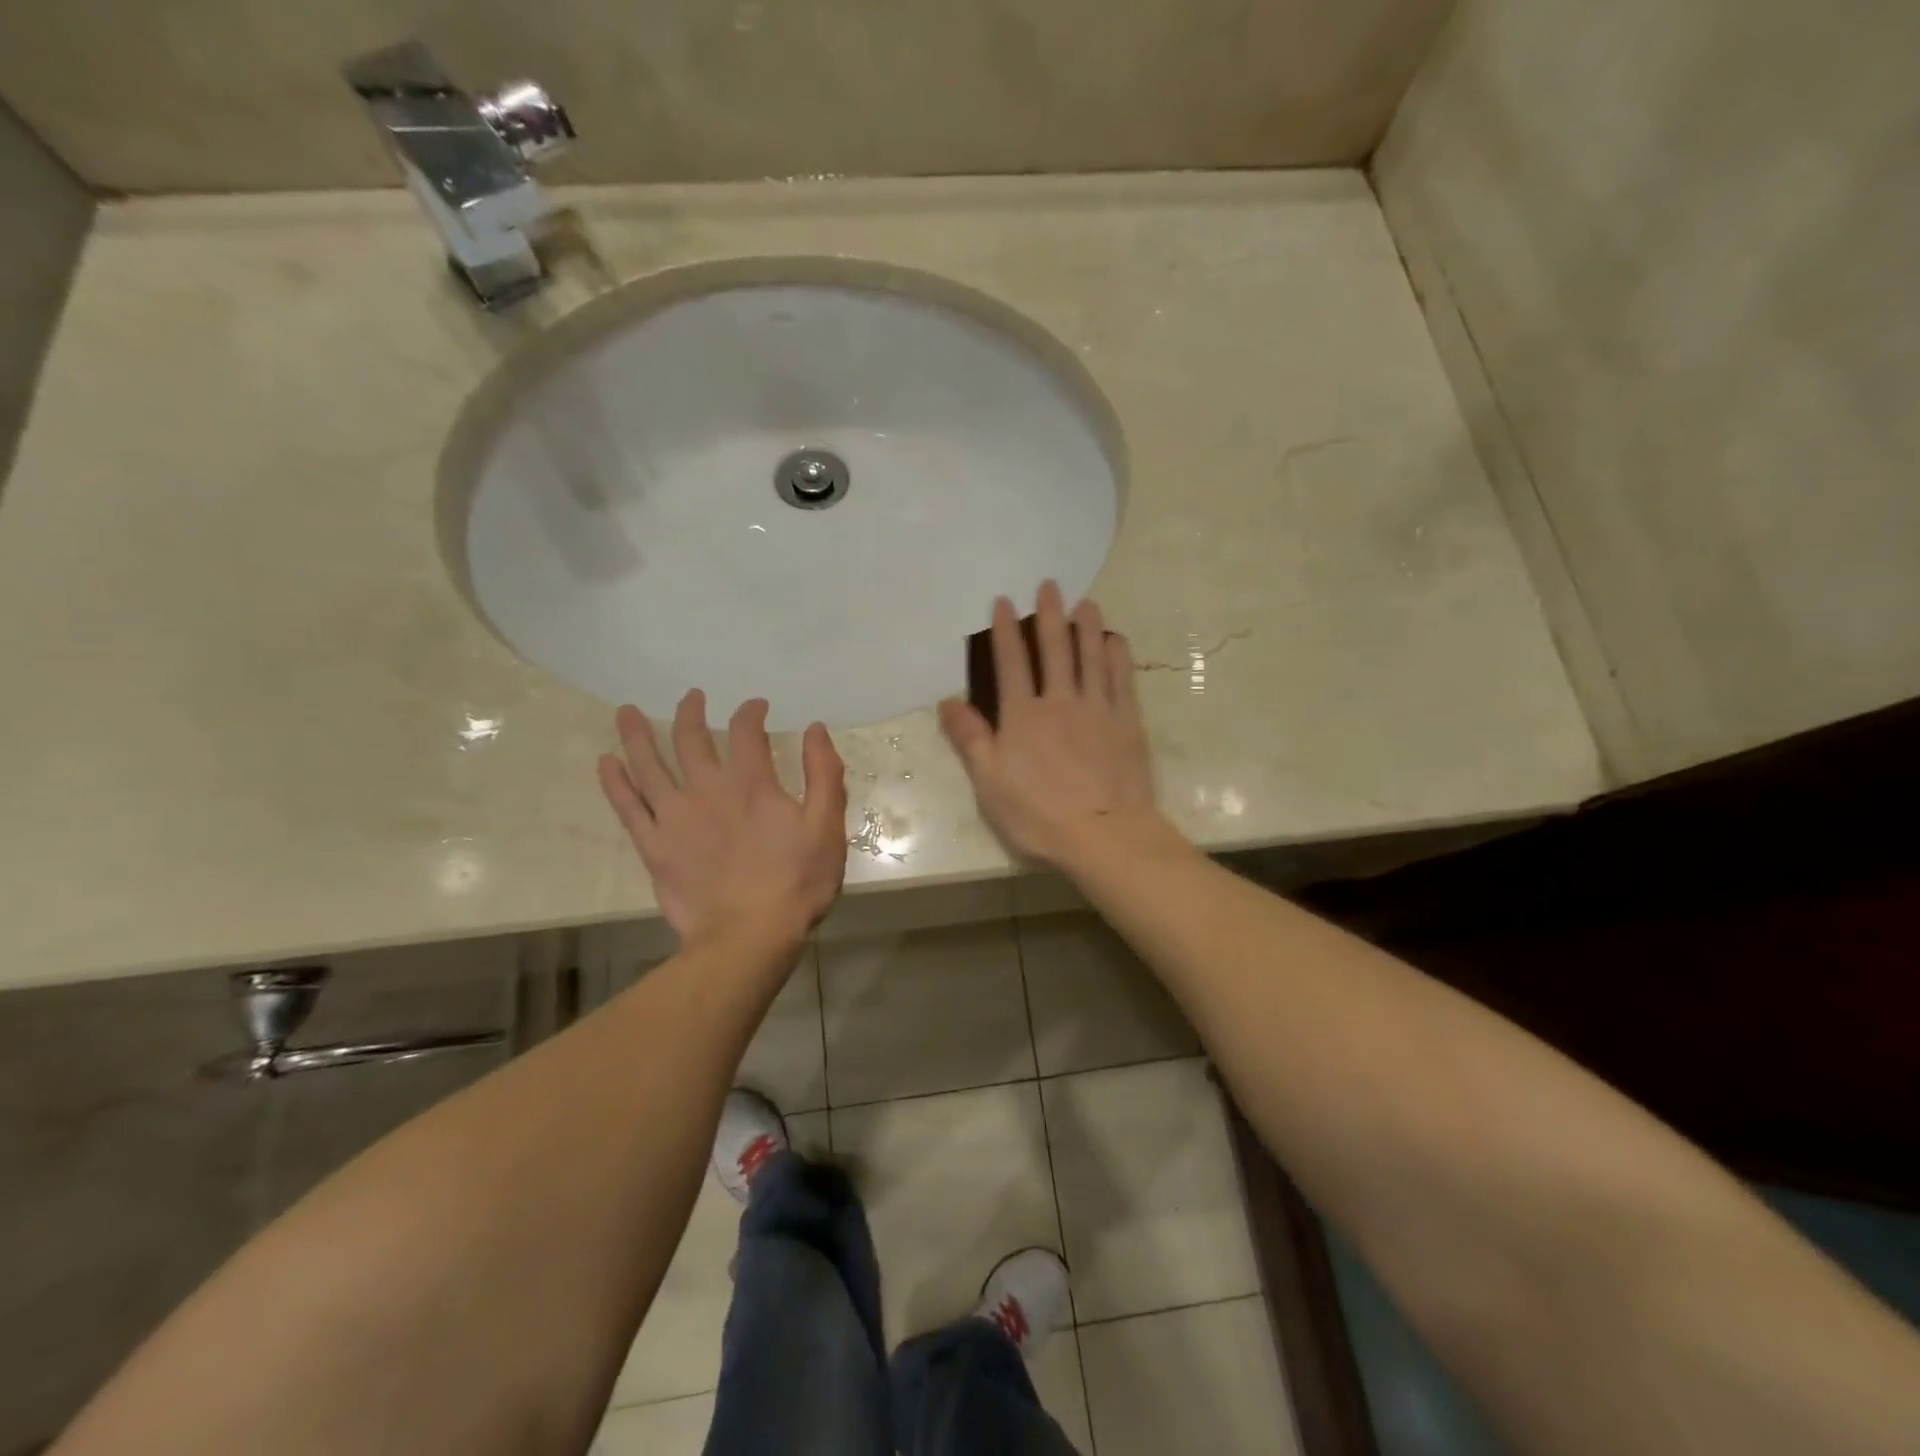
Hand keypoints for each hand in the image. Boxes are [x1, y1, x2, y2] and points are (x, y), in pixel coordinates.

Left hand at [598, 691, 848, 947]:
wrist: (749, 936)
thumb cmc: (796, 882)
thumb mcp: (826, 827)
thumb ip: (823, 774)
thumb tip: (815, 729)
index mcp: (751, 783)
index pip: (746, 731)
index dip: (751, 712)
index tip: (757, 707)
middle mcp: (707, 789)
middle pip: (690, 738)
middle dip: (691, 712)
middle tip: (692, 697)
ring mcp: (674, 817)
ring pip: (648, 764)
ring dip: (637, 734)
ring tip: (627, 711)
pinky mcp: (653, 846)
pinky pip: (627, 807)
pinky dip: (615, 782)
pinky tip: (606, 763)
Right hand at [939, 582, 1164, 869]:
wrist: (1102, 833)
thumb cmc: (1038, 813)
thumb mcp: (990, 781)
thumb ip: (970, 738)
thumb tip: (947, 701)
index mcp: (1023, 716)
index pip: (1011, 663)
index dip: (1005, 631)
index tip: (1005, 602)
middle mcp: (1060, 701)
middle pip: (1054, 650)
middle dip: (1049, 615)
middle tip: (1050, 585)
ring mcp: (1098, 709)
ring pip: (1091, 657)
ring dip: (1086, 627)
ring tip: (1085, 602)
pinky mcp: (1127, 722)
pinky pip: (1122, 680)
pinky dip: (1118, 657)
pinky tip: (1115, 640)